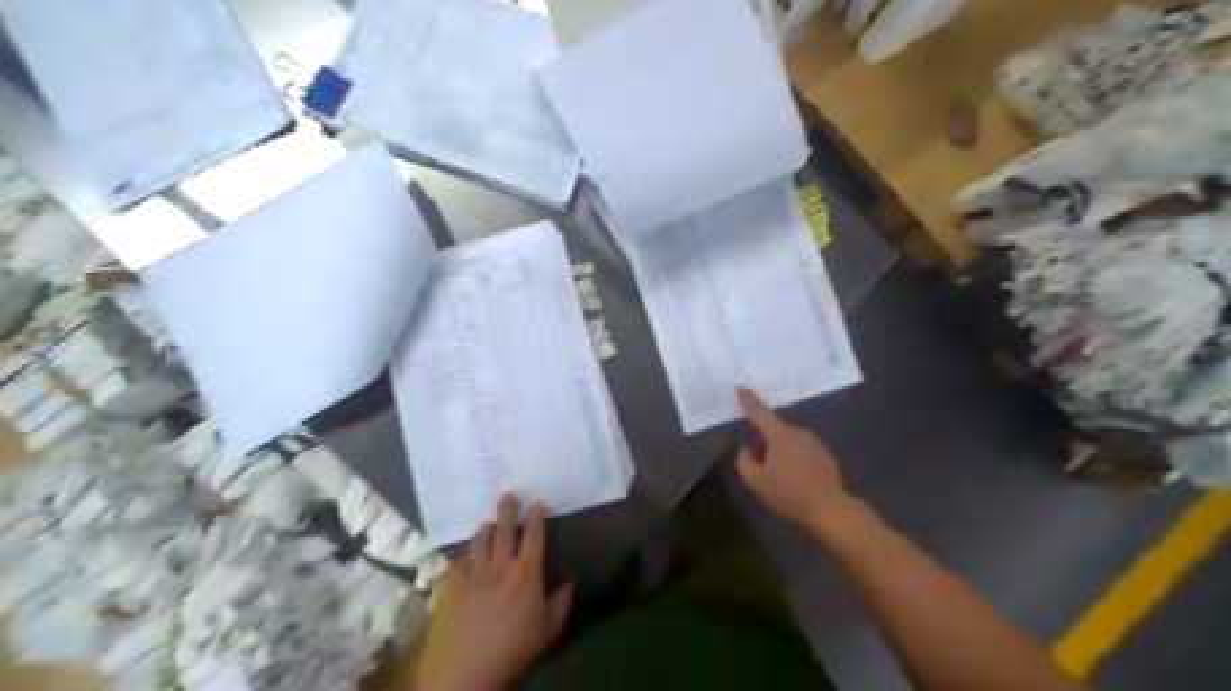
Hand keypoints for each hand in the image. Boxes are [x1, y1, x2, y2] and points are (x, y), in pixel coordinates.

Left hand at [418, 495, 571, 687]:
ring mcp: (473, 575)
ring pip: (479, 543)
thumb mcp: (549, 629)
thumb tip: (569, 581)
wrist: (467, 671)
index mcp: (526, 574)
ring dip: (484, 529)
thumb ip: (561, 602)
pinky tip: (466, 553)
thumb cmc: (514, 649)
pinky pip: (458, 562)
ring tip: (487, 521)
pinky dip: (464, 554)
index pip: (533, 538)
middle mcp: (500, 567)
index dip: (536, 518)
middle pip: (504, 531)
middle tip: (507, 493)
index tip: (537, 502)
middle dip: (507, 510)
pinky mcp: (452, 587)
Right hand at [730, 387, 856, 530]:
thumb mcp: (756, 482)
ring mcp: (814, 443)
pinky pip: (803, 452)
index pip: (760, 412)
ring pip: (789, 442)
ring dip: (780, 452)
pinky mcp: (825, 456)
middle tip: (758, 462)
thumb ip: (745, 462)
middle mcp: (798, 433)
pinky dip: (795, 460)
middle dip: (764, 441)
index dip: (748, 400)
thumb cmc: (789, 494)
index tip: (740, 386)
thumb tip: (747, 450)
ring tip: (778, 475)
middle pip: (775, 430)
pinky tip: (795, 480)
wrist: (830, 509)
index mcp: (780, 436)